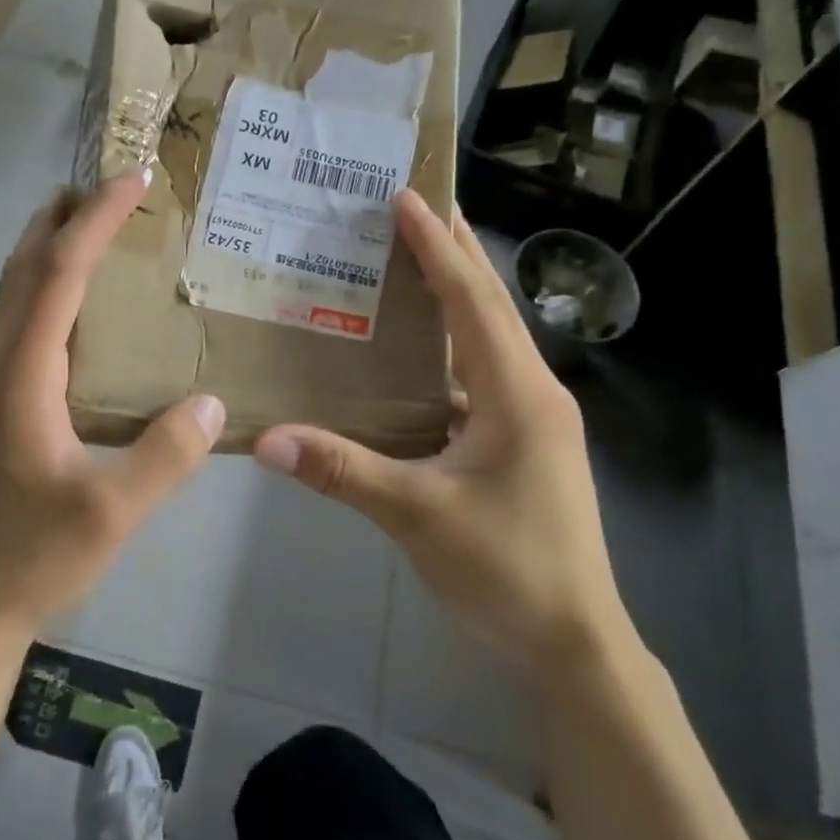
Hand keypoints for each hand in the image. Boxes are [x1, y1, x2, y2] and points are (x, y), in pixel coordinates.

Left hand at [0, 171, 224, 636]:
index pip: (59, 274)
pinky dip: (51, 290)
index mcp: (25, 375)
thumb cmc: (32, 555)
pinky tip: (82, 312)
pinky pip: (25, 325)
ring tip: (96, 229)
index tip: (132, 179)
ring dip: (51, 249)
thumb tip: (213, 402)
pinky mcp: (3, 407)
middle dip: (64, 217)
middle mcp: (3, 366)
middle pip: (25, 268)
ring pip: (18, 294)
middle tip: (111, 189)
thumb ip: (165, 455)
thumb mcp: (112, 511)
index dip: (95, 221)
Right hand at [254, 192, 632, 680]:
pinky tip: (416, 354)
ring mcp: (531, 419)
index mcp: (518, 394)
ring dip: (455, 297)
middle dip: (455, 252)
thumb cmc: (506, 568)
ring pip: (488, 341)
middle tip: (416, 205)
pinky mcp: (521, 444)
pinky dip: (449, 350)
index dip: (438, 248)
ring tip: (412, 261)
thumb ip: (342, 471)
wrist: (573, 642)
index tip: (408, 197)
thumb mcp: (416, 516)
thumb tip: (266, 439)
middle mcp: (532, 392)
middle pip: (490, 307)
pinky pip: (480, 377)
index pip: (472, 302)